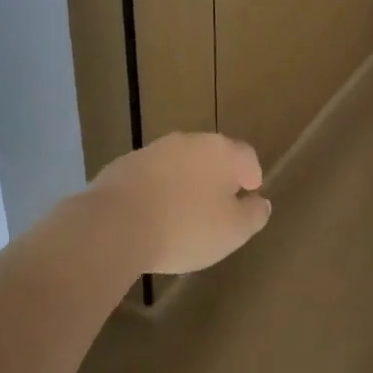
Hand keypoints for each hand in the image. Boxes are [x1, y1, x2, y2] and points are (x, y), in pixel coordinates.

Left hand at [88, 132, 271, 275]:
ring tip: (184, 214)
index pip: (246, 156)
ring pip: (179, 165)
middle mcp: (188, 141)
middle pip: (211, 156)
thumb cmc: (185, 228)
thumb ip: (253, 215)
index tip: (250, 195)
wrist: (113, 226)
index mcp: (221, 151)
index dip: (252, 175)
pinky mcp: (122, 166)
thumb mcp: (233, 231)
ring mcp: (152, 151)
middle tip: (219, 205)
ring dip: (185, 183)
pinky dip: (157, 192)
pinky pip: (151, 178)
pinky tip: (153, 217)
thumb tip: (260, 203)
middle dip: (217, 177)